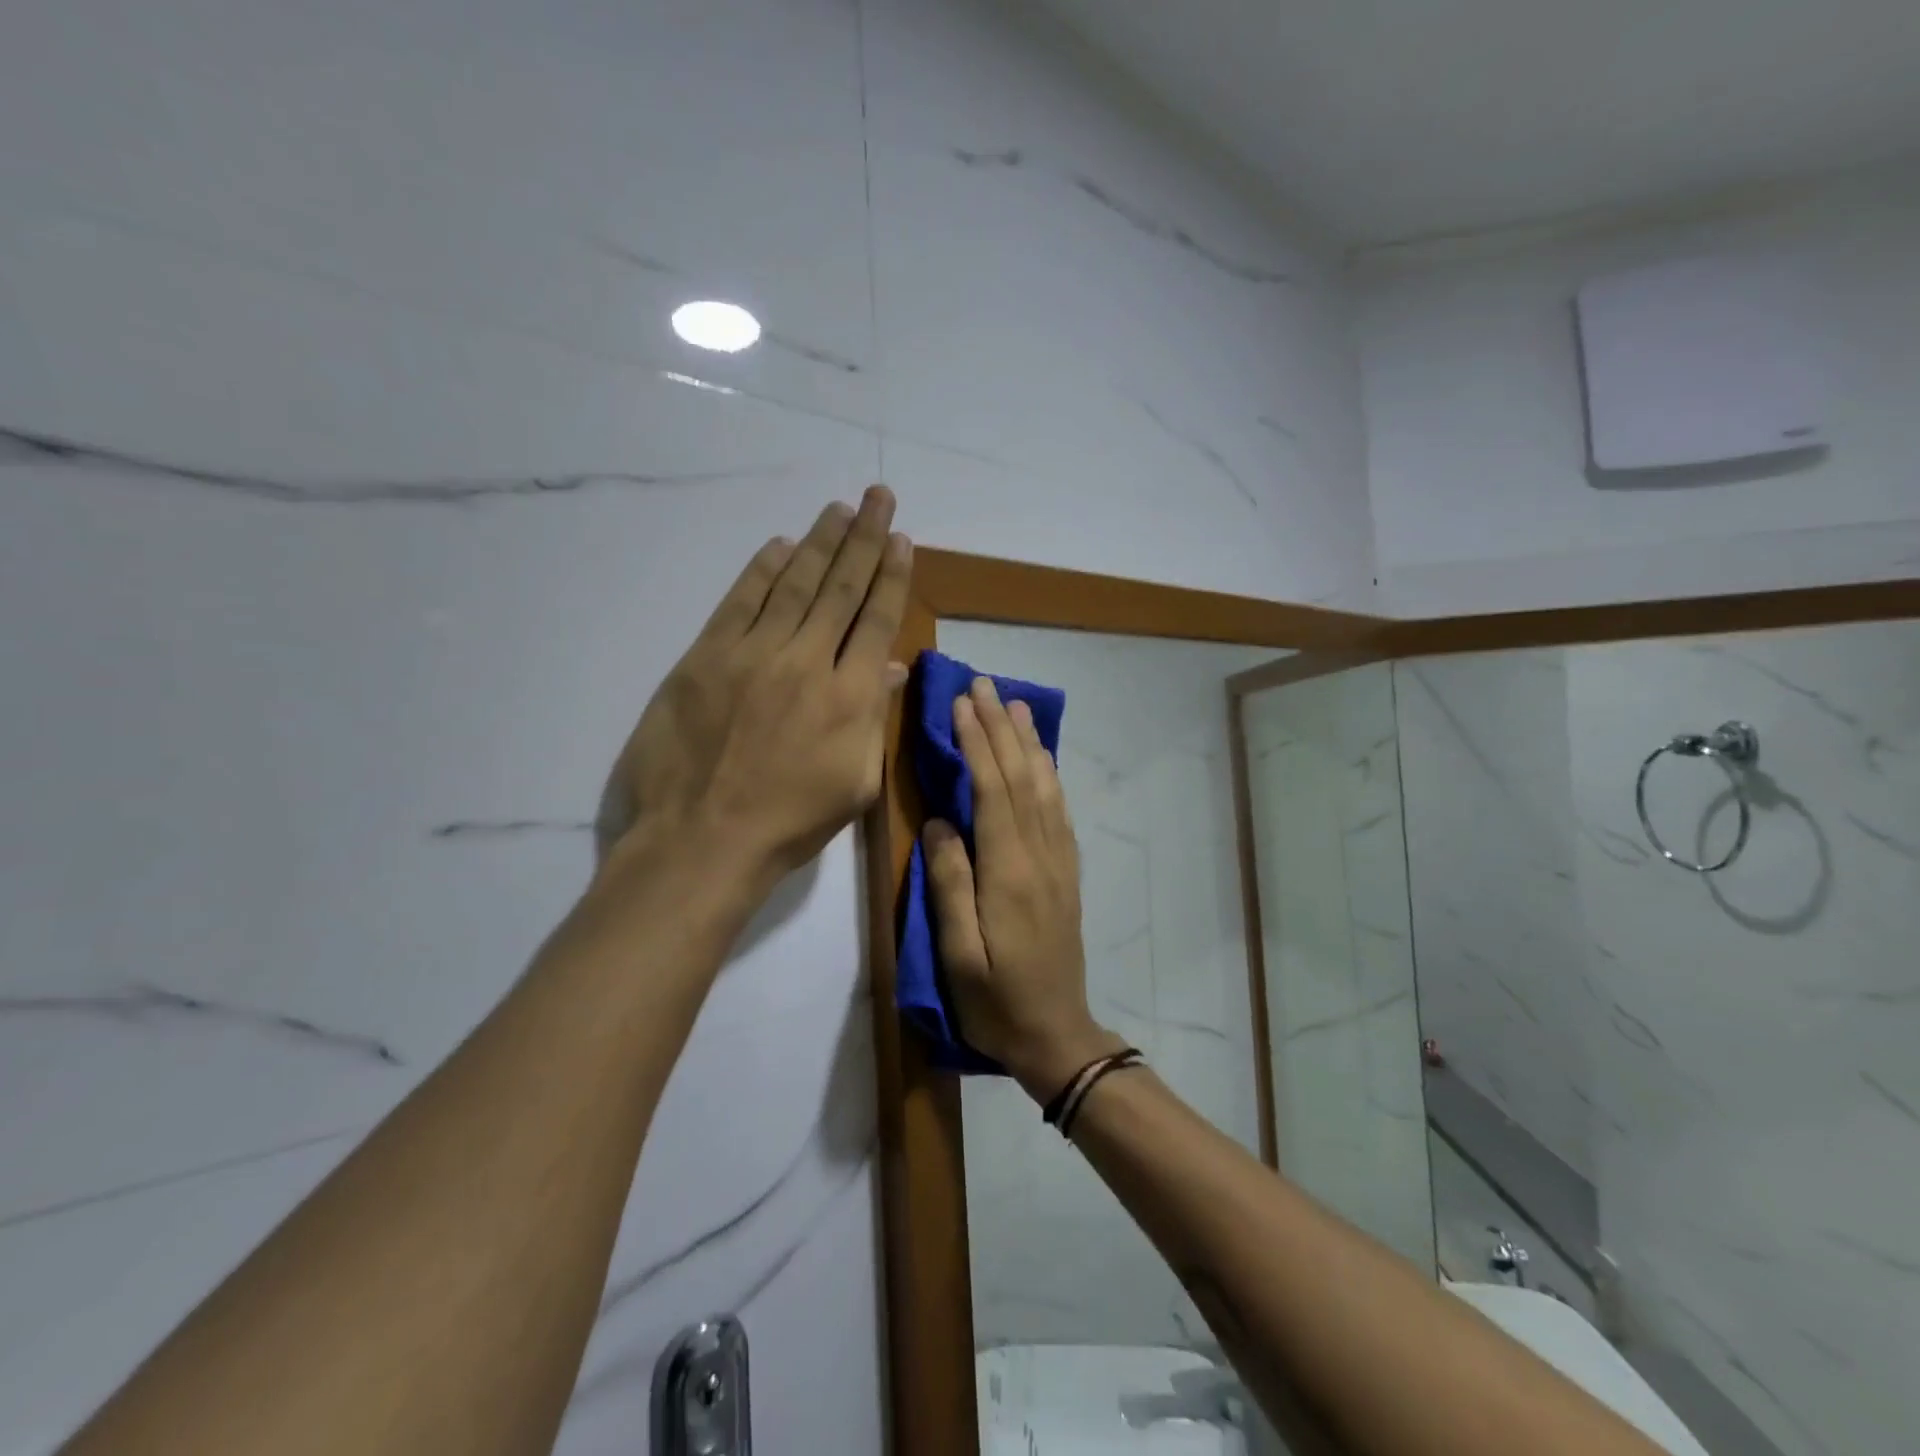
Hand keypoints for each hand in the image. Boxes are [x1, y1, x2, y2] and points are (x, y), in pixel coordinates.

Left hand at [598, 486, 911, 897]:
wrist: (703, 839)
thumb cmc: (789, 822)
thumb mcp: (854, 783)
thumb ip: (873, 719)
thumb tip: (887, 666)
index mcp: (849, 696)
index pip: (876, 618)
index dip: (891, 575)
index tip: (902, 540)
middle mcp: (808, 660)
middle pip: (841, 587)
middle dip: (864, 538)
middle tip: (878, 497)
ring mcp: (754, 654)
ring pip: (794, 584)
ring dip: (820, 542)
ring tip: (839, 509)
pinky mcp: (706, 657)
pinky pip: (740, 602)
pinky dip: (761, 571)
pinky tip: (780, 546)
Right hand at [924, 677, 1124, 1100]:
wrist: (1056, 1034)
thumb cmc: (994, 1000)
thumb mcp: (957, 953)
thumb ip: (950, 884)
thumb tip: (940, 823)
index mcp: (1008, 872)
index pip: (992, 790)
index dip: (977, 742)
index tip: (961, 702)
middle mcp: (1039, 855)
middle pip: (1021, 777)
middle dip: (1002, 727)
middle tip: (986, 684)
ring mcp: (1059, 862)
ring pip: (1045, 787)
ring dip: (1029, 742)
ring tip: (1017, 705)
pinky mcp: (1067, 872)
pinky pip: (1060, 810)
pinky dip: (1049, 774)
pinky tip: (1042, 758)